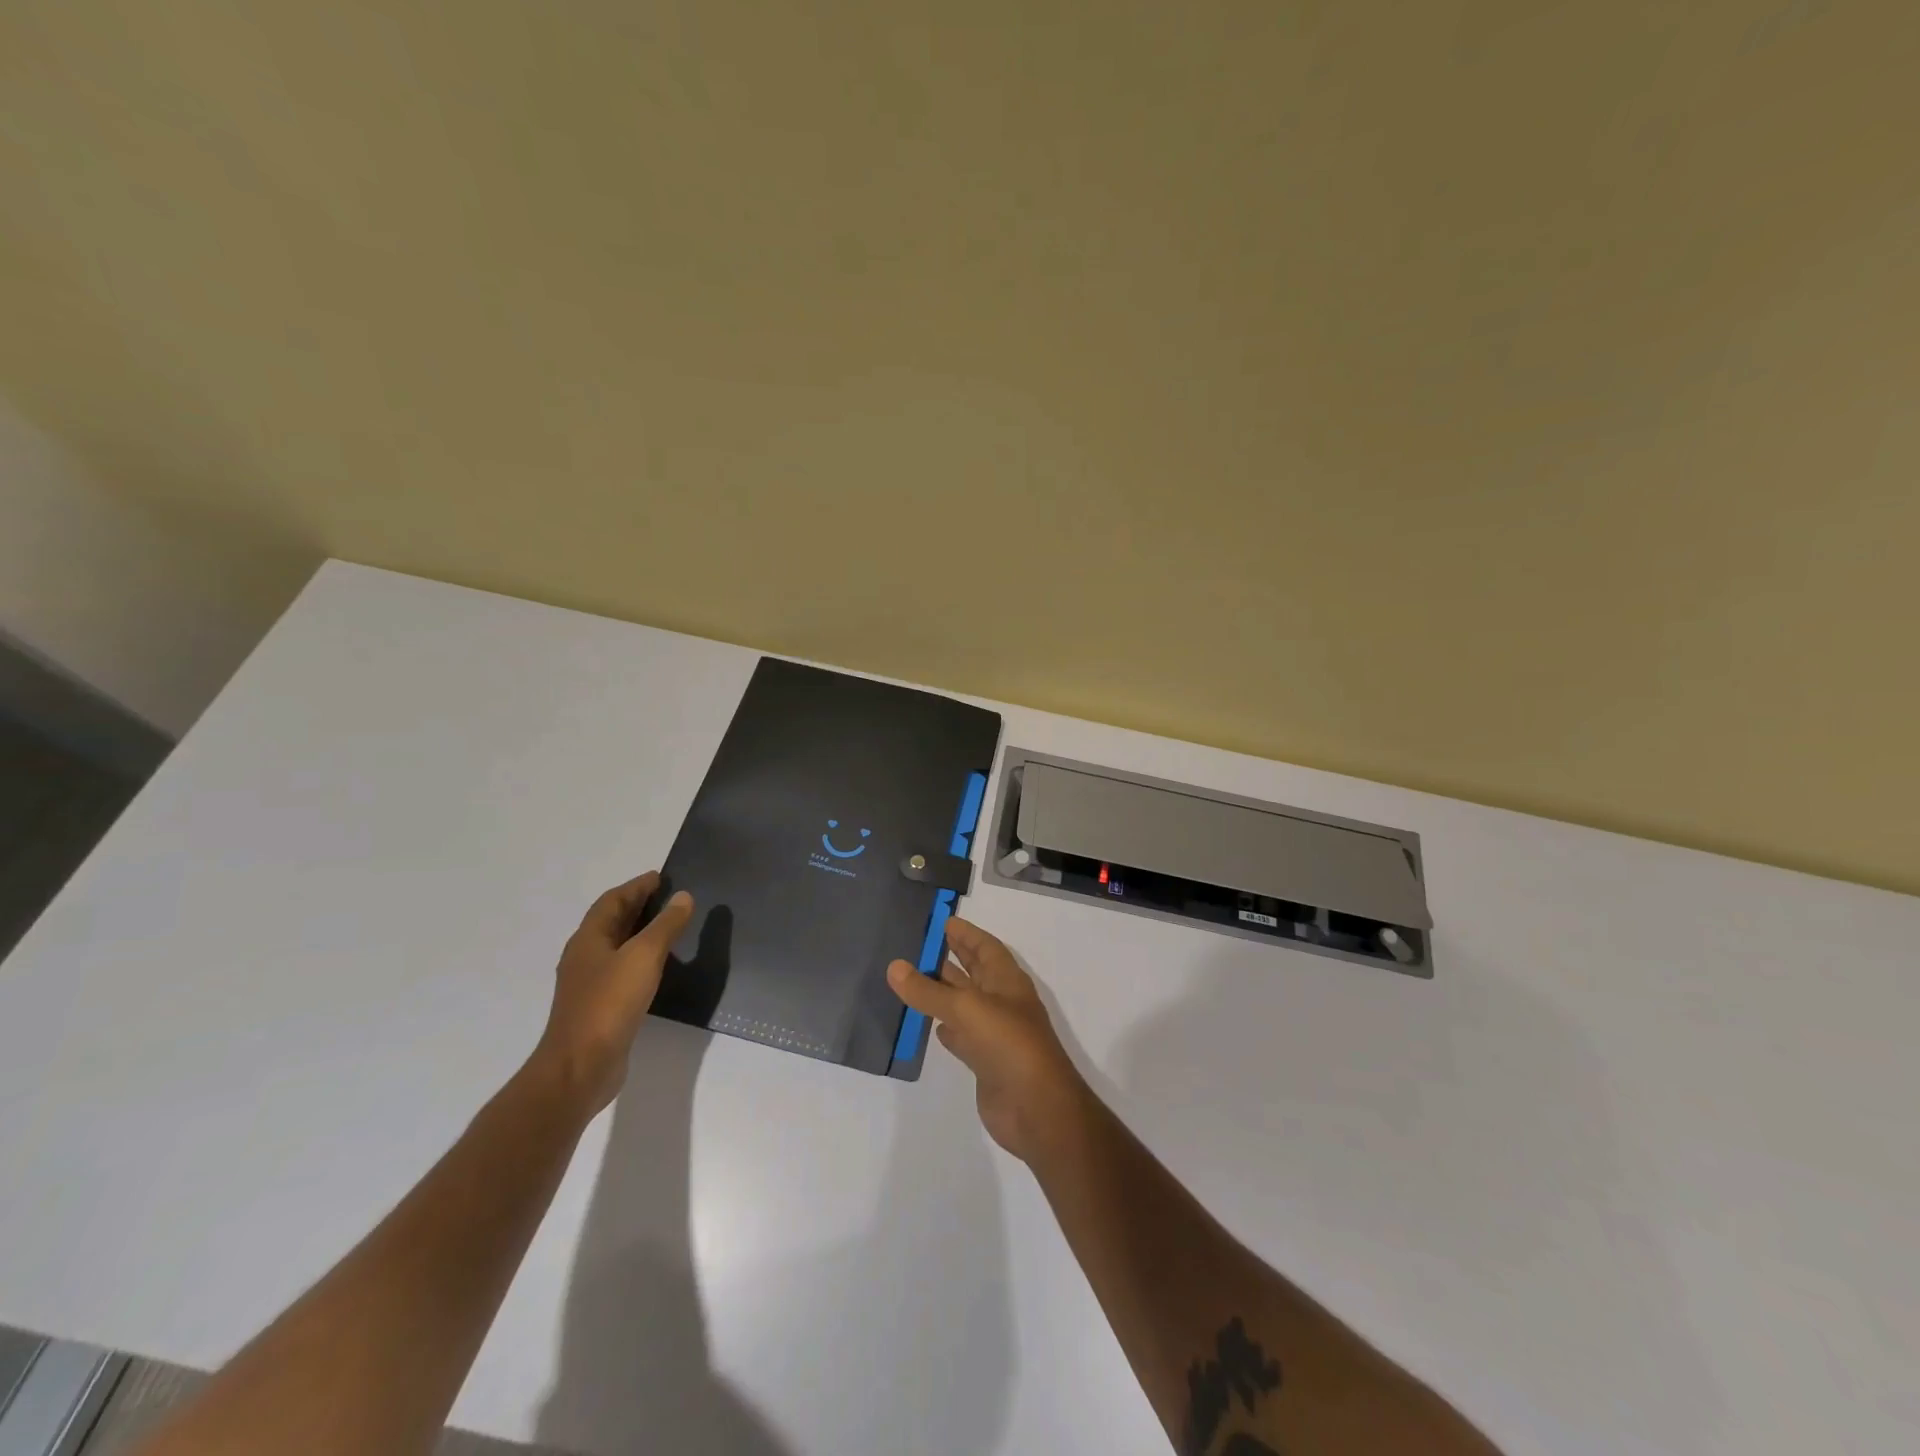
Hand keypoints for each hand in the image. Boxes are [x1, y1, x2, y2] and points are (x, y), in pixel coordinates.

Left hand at [531, 872, 693, 1116]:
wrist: (581, 1068)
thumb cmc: (609, 1003)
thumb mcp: (644, 956)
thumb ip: (665, 925)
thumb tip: (683, 897)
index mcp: (589, 939)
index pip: (613, 901)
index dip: (637, 886)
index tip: (662, 877)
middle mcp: (585, 957)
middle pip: (612, 922)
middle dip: (638, 906)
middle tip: (670, 897)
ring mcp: (590, 984)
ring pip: (617, 947)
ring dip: (640, 933)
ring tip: (671, 927)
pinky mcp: (600, 1008)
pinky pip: (622, 971)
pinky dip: (641, 959)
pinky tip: (660, 967)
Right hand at [887, 917, 1089, 1163]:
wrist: (1037, 1108)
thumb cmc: (1008, 1045)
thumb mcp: (966, 1009)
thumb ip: (928, 991)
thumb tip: (895, 966)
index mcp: (1007, 981)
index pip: (985, 947)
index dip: (966, 933)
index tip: (941, 921)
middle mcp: (1002, 1002)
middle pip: (974, 972)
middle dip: (952, 957)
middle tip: (919, 944)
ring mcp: (994, 1033)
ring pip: (964, 1004)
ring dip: (943, 992)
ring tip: (912, 979)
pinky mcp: (984, 1062)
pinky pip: (961, 1036)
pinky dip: (945, 1028)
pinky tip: (927, 1024)